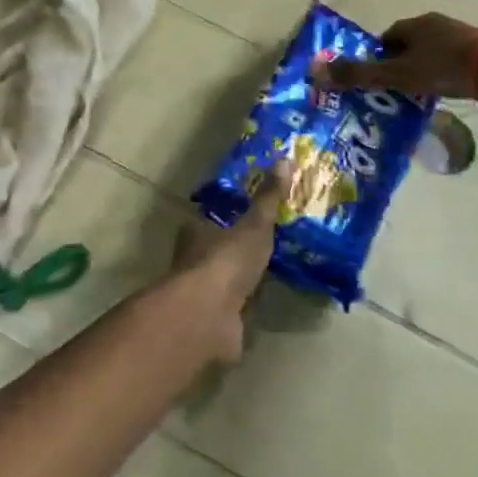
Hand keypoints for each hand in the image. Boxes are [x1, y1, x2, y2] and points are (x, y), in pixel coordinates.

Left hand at [166, 168, 289, 364]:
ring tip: (273, 270)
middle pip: (217, 248)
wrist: (209, 316)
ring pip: (225, 278)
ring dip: (243, 277)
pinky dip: (248, 304)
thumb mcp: (254, 225)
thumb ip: (268, 198)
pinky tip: (267, 301)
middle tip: (268, 242)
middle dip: (237, 247)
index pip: (211, 218)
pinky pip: (235, 306)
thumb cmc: (226, 261)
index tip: (251, 214)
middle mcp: (193, 258)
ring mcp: (202, 291)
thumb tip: (284, 158)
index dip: (229, 215)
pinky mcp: (214, 319)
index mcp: (195, 231)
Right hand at [313, 12, 477, 101]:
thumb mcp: (397, 75)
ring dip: (427, 67)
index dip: (379, 56)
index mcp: (416, 24)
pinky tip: (451, 90)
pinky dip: (449, 72)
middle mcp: (439, 23)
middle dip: (402, 62)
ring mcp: (465, 35)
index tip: (377, 77)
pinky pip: (458, 59)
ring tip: (423, 92)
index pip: (388, 36)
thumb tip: (316, 71)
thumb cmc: (443, 69)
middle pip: (412, 42)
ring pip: (436, 51)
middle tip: (397, 87)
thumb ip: (359, 74)